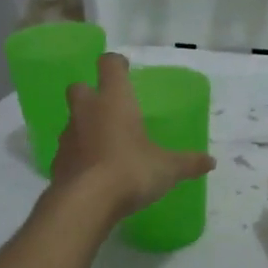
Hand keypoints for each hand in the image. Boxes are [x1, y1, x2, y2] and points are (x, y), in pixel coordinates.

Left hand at [53, 53, 215, 218]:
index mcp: (114, 101)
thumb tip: (210, 162)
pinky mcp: (57, 163)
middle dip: (91, 93)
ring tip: (105, 146)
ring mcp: (68, 137)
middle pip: (79, 87)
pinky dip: (79, 156)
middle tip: (110, 109)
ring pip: (72, 121)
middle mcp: (86, 111)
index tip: (124, 70)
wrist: (85, 203)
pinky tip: (94, 172)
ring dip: (85, 127)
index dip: (116, 65)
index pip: (109, 65)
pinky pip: (69, 151)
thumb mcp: (167, 169)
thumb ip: (188, 163)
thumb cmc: (131, 171)